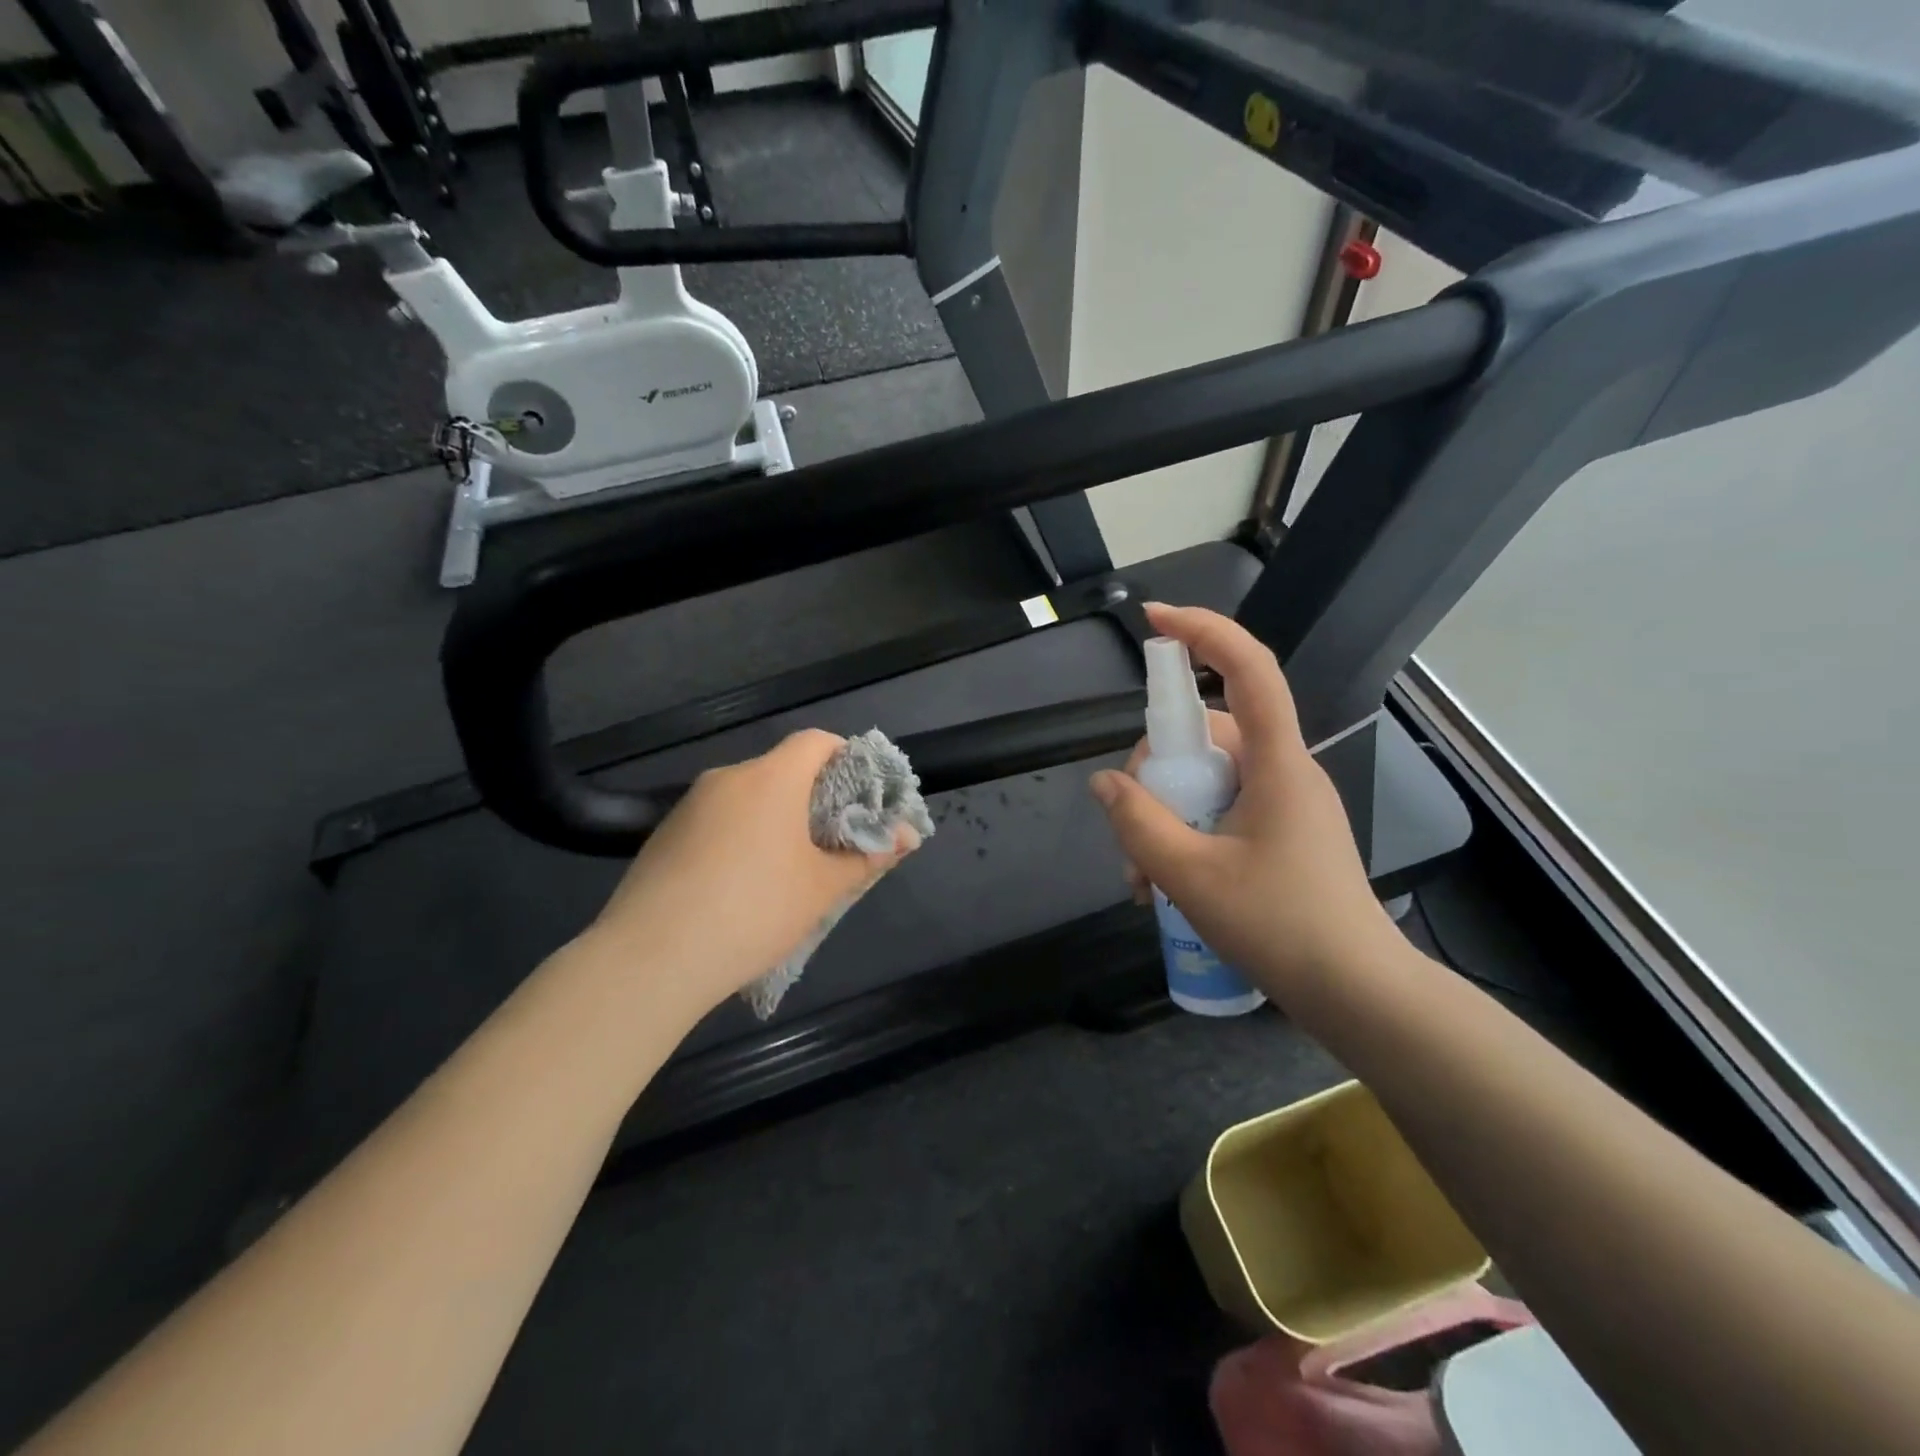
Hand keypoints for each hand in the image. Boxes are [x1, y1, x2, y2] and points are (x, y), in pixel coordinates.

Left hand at [586, 730, 918, 1014]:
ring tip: (786, 872)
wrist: (649, 960)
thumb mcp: (821, 889)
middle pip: (782, 770)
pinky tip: (738, 887)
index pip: (816, 741)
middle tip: (832, 843)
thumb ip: (867, 856)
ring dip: (774, 821)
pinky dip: (739, 838)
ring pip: (747, 798)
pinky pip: (716, 822)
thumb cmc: (752, 911)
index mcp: (770, 779)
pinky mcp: (663, 835)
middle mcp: (728, 778)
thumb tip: (907, 836)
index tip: (861, 797)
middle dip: (813, 799)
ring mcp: (689, 806)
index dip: (846, 759)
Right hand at [1090, 604, 1399, 999]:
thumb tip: (1105, 782)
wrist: (1358, 995)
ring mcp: (1284, 803)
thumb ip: (1139, 824)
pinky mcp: (1281, 833)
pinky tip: (1165, 886)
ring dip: (1165, 816)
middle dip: (1155, 775)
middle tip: (1129, 838)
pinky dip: (1187, 834)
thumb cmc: (1281, 927)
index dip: (1203, 631)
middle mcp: (1283, 770)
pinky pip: (1221, 810)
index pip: (1248, 669)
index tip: (1153, 620)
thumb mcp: (1191, 876)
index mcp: (1276, 762)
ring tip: (1142, 880)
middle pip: (1205, 736)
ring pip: (1207, 781)